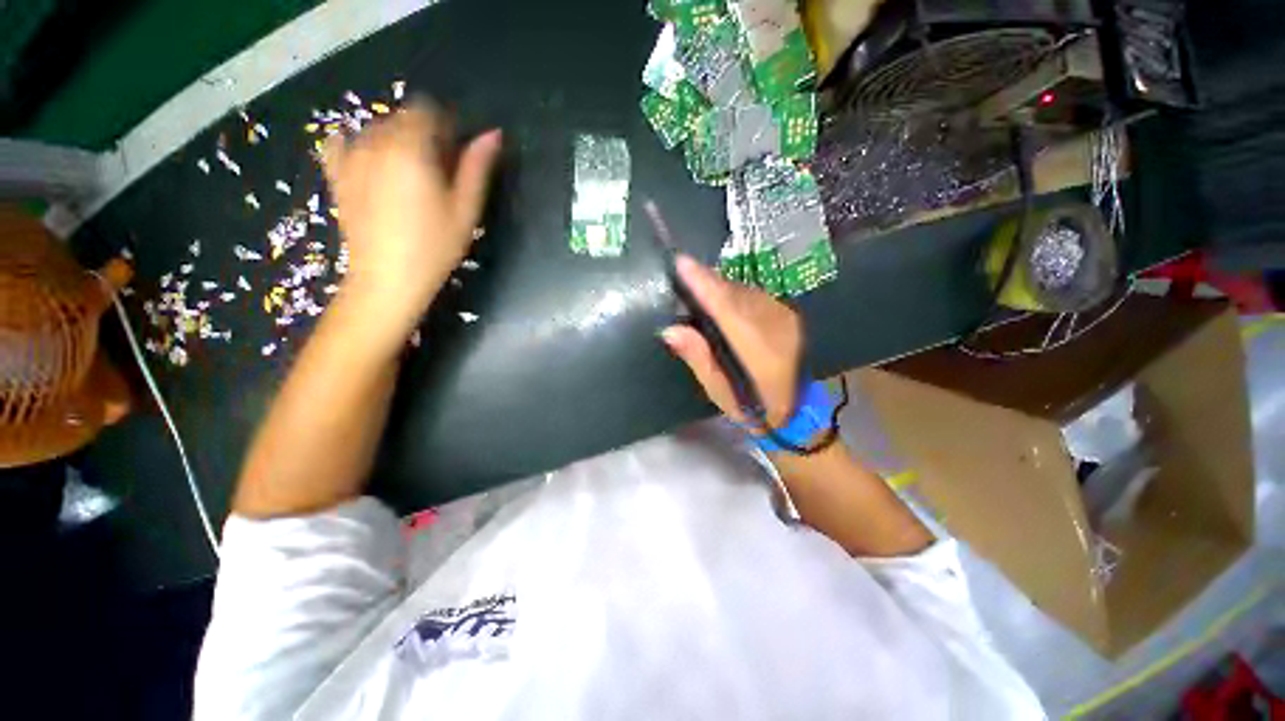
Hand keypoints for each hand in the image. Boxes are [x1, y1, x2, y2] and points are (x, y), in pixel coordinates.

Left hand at [322, 100, 500, 332]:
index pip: (427, 111)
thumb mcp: (465, 210)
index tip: (456, 154)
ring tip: (409, 177)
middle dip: (423, 134)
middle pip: (401, 118)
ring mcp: (351, 158)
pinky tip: (371, 163)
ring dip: (396, 141)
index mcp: (412, 150)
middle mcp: (377, 144)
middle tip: (438, 172)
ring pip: (376, 129)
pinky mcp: (337, 175)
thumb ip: (476, 169)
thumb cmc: (435, 247)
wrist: (388, 279)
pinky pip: (341, 143)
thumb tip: (492, 135)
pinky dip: (357, 144)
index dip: (445, 127)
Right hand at [661, 255, 802, 428]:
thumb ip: (698, 358)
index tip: (682, 263)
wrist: (802, 410)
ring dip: (721, 284)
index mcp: (756, 346)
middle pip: (734, 292)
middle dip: (708, 279)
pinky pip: (754, 295)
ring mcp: (784, 316)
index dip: (703, 283)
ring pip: (745, 291)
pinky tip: (722, 297)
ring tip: (698, 280)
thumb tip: (671, 330)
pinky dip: (735, 292)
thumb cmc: (755, 407)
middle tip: (683, 268)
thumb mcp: (721, 392)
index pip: (725, 305)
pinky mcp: (787, 314)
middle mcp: (772, 323)